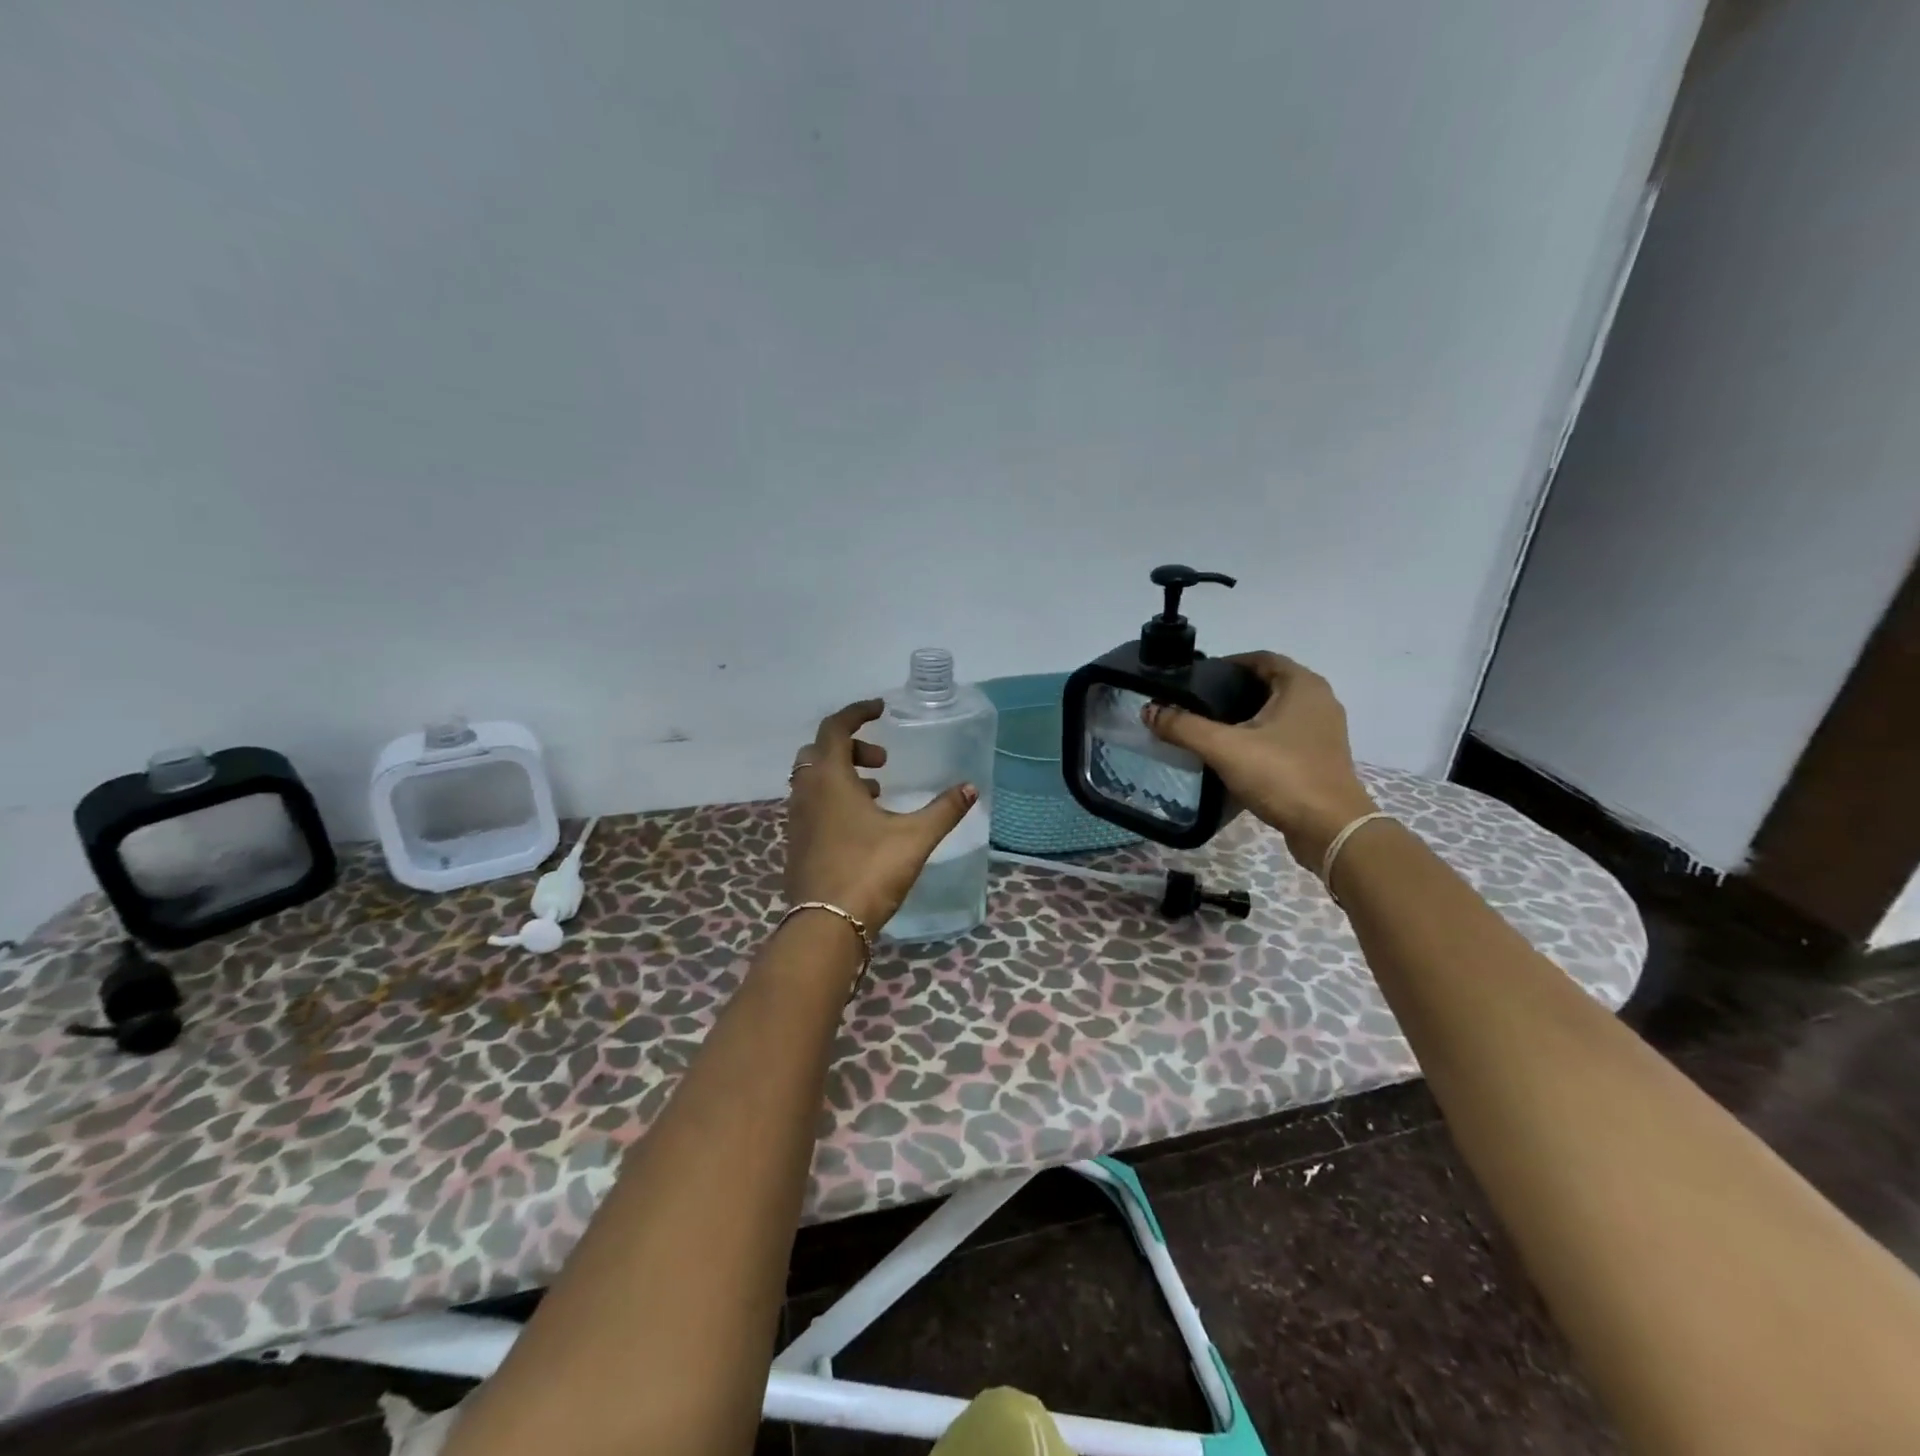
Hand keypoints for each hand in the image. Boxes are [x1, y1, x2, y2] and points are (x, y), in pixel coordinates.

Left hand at [784, 700, 978, 931]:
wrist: (825, 926)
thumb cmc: (869, 871)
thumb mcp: (915, 837)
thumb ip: (944, 810)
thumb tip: (970, 788)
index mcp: (830, 779)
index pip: (834, 727)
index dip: (857, 712)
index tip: (881, 708)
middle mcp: (806, 792)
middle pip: (820, 751)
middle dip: (851, 746)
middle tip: (882, 761)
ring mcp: (796, 819)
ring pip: (813, 779)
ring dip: (842, 774)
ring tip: (877, 792)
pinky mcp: (796, 843)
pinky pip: (812, 804)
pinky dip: (833, 798)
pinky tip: (861, 824)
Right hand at [1143, 652, 1376, 870]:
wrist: (1330, 830)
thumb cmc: (1282, 776)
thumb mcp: (1224, 748)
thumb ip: (1184, 726)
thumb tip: (1149, 710)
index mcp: (1302, 685)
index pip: (1260, 658)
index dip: (1228, 664)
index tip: (1197, 679)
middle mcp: (1319, 701)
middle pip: (1268, 684)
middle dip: (1233, 691)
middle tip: (1198, 705)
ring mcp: (1323, 731)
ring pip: (1277, 712)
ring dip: (1246, 716)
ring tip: (1210, 730)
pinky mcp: (1321, 758)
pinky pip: (1284, 736)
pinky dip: (1260, 738)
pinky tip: (1235, 755)